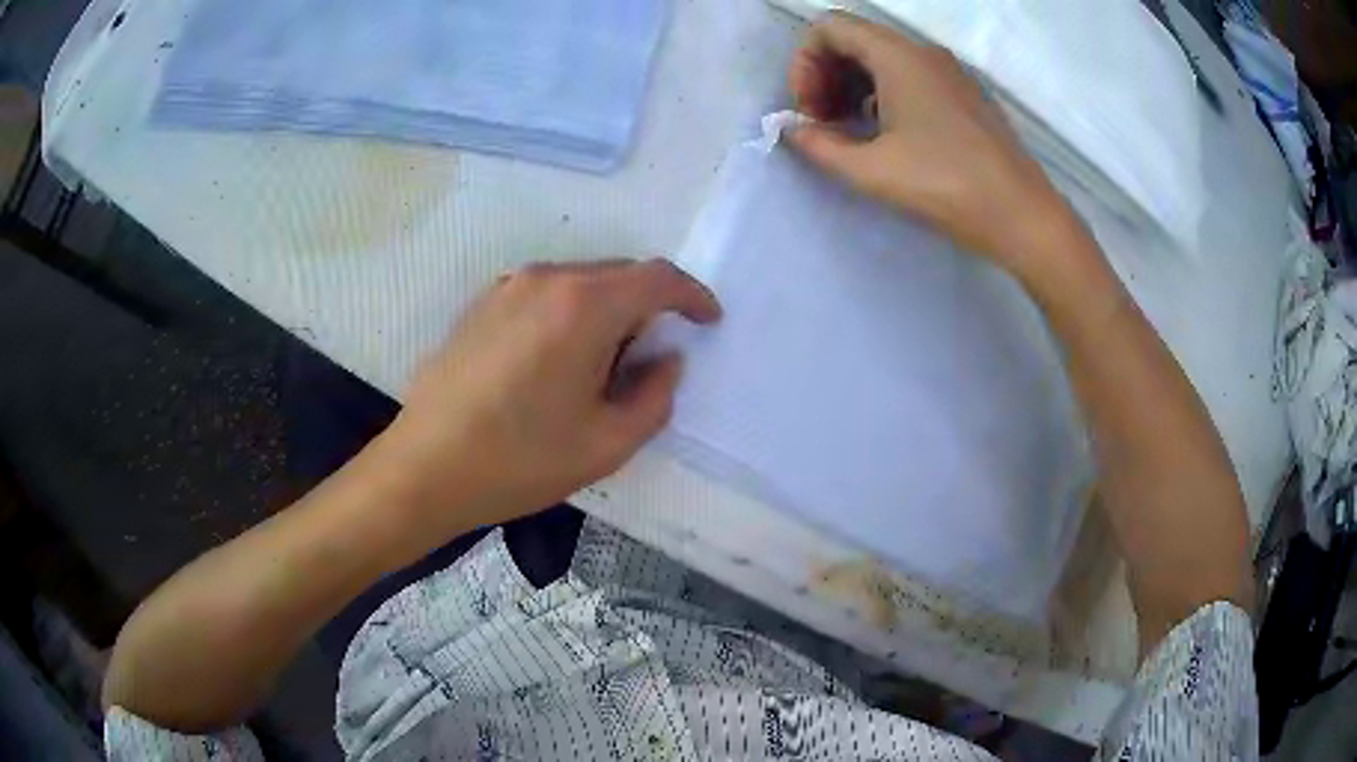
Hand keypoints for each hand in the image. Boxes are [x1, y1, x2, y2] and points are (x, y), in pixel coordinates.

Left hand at [383, 259, 720, 530]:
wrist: (425, 468)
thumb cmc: (520, 460)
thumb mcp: (607, 444)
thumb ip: (655, 396)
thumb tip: (666, 360)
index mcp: (584, 305)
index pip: (657, 278)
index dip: (692, 296)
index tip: (708, 320)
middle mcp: (546, 279)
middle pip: (618, 274)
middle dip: (648, 307)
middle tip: (650, 358)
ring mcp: (507, 287)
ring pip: (580, 282)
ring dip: (606, 311)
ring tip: (599, 367)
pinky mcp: (481, 304)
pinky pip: (545, 294)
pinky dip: (569, 314)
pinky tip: (554, 363)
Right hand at [787, 13, 1072, 273]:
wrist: (1022, 216)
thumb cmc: (946, 186)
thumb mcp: (871, 170)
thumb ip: (819, 146)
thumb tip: (792, 131)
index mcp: (897, 55)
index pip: (829, 27)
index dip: (804, 63)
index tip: (808, 110)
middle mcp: (923, 51)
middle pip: (854, 39)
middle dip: (825, 74)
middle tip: (821, 122)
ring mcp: (949, 72)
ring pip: (882, 58)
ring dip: (852, 86)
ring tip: (848, 133)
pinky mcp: (964, 94)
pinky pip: (910, 76)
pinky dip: (882, 94)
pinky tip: (885, 136)